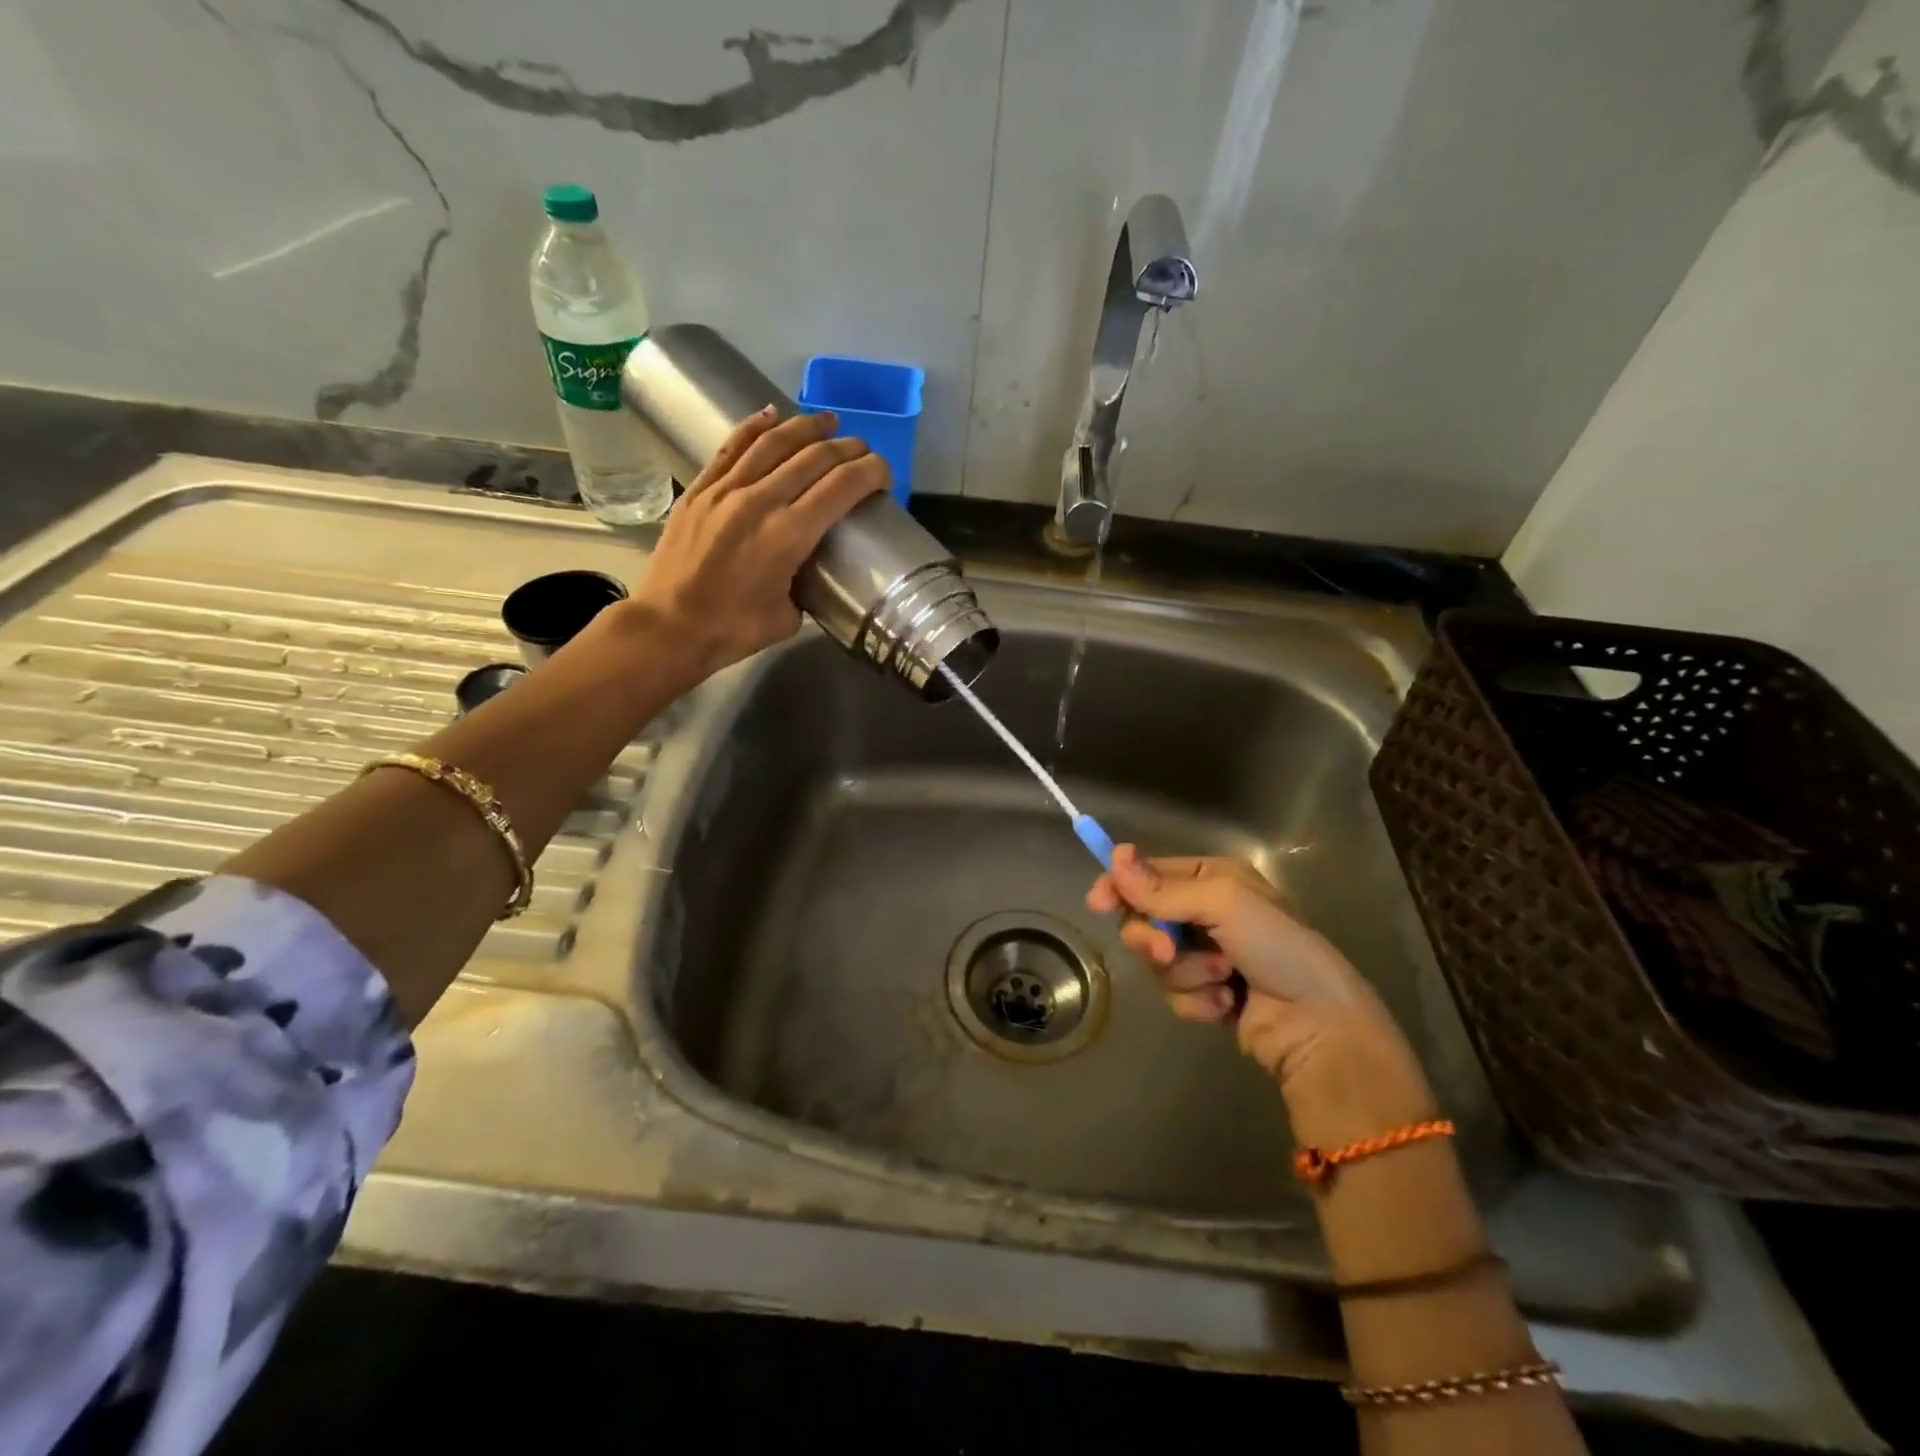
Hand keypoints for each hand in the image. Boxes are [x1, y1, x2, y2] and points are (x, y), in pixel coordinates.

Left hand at [630, 408, 889, 679]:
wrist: (669, 627)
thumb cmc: (733, 630)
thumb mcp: (789, 616)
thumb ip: (804, 583)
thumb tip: (807, 567)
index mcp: (789, 536)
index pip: (841, 487)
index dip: (870, 472)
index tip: (883, 473)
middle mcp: (760, 502)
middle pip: (813, 458)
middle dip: (846, 448)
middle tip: (862, 449)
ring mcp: (725, 490)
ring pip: (773, 443)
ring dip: (807, 427)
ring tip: (828, 421)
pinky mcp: (700, 489)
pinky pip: (732, 447)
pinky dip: (756, 427)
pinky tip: (773, 414)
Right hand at [1088, 846, 1436, 1145]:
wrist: (1319, 1026)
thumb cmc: (1278, 949)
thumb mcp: (1223, 904)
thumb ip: (1164, 888)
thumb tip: (1114, 857)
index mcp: (1215, 879)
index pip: (1151, 873)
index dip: (1122, 886)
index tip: (1099, 903)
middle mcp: (1209, 913)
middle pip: (1145, 919)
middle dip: (1153, 940)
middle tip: (1167, 953)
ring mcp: (1208, 955)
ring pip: (1157, 961)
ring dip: (1185, 974)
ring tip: (1222, 981)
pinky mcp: (1208, 995)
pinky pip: (1175, 993)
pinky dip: (1197, 1001)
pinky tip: (1227, 1006)